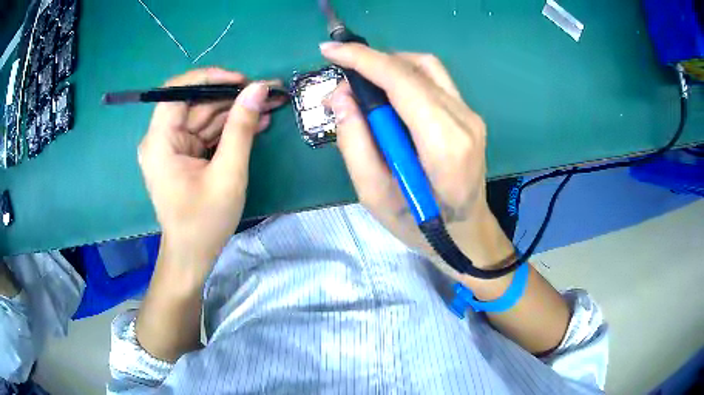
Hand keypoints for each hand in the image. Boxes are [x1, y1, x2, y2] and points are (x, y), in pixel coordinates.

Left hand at [138, 68, 285, 281]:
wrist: (193, 254)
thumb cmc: (205, 222)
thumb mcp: (228, 174)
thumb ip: (241, 128)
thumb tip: (258, 89)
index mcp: (160, 142)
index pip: (176, 91)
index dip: (209, 78)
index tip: (241, 80)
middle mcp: (161, 138)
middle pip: (195, 103)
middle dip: (231, 96)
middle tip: (267, 91)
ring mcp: (172, 146)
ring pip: (204, 115)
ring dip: (235, 110)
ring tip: (269, 105)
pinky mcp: (183, 154)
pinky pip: (206, 132)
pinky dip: (229, 127)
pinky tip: (256, 123)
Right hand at [321, 43, 514, 280]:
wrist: (467, 235)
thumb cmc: (420, 226)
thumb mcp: (375, 196)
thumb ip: (354, 144)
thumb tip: (341, 97)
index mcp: (444, 144)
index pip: (402, 82)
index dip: (363, 59)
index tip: (330, 50)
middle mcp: (464, 120)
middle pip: (414, 68)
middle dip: (371, 63)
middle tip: (342, 83)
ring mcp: (471, 115)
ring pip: (427, 67)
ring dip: (390, 65)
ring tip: (363, 86)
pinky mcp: (469, 115)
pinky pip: (435, 80)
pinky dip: (405, 76)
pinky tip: (388, 93)